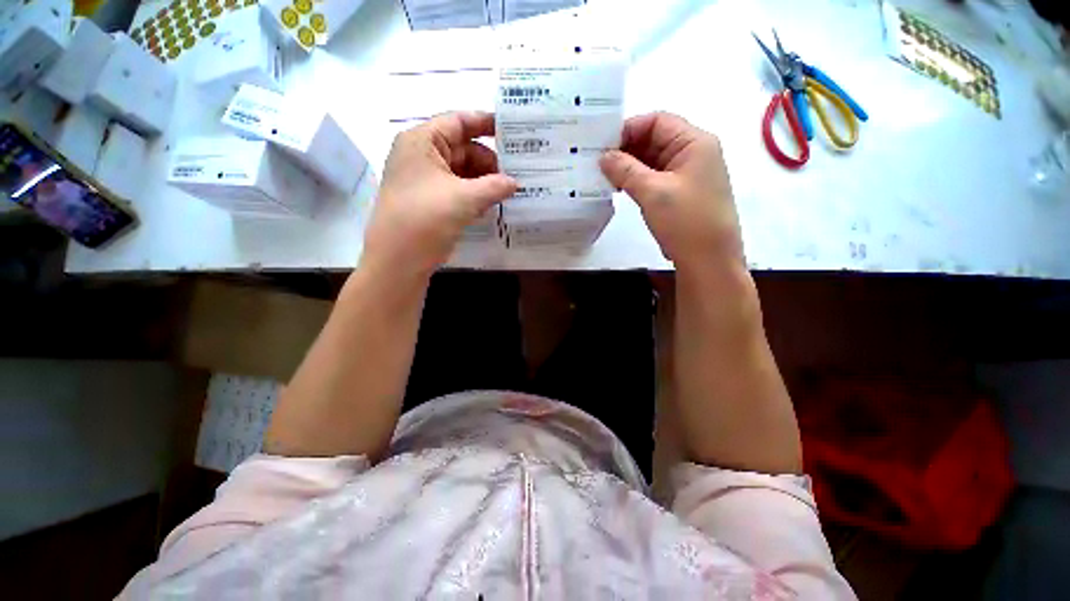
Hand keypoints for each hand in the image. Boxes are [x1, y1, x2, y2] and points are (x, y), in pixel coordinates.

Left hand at [362, 112, 516, 278]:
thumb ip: (494, 186)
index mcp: (422, 141)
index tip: (512, 130)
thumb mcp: (464, 199)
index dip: (486, 123)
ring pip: (462, 171)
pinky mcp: (431, 201)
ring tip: (508, 191)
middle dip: (489, 161)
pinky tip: (492, 204)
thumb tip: (515, 183)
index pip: (458, 121)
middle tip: (516, 174)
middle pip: (463, 148)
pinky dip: (475, 194)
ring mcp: (425, 180)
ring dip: (484, 181)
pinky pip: (458, 189)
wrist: (398, 259)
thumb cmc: (426, 219)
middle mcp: (422, 155)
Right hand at [599, 112, 741, 273]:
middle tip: (598, 163)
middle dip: (626, 149)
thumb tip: (603, 156)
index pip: (657, 121)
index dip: (628, 129)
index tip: (602, 146)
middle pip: (654, 139)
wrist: (708, 260)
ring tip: (604, 177)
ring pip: (652, 160)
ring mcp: (686, 174)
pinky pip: (654, 178)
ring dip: (629, 167)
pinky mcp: (679, 193)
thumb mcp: (653, 192)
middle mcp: (693, 153)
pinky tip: (619, 188)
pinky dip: (636, 180)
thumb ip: (625, 170)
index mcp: (694, 142)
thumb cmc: (685, 221)